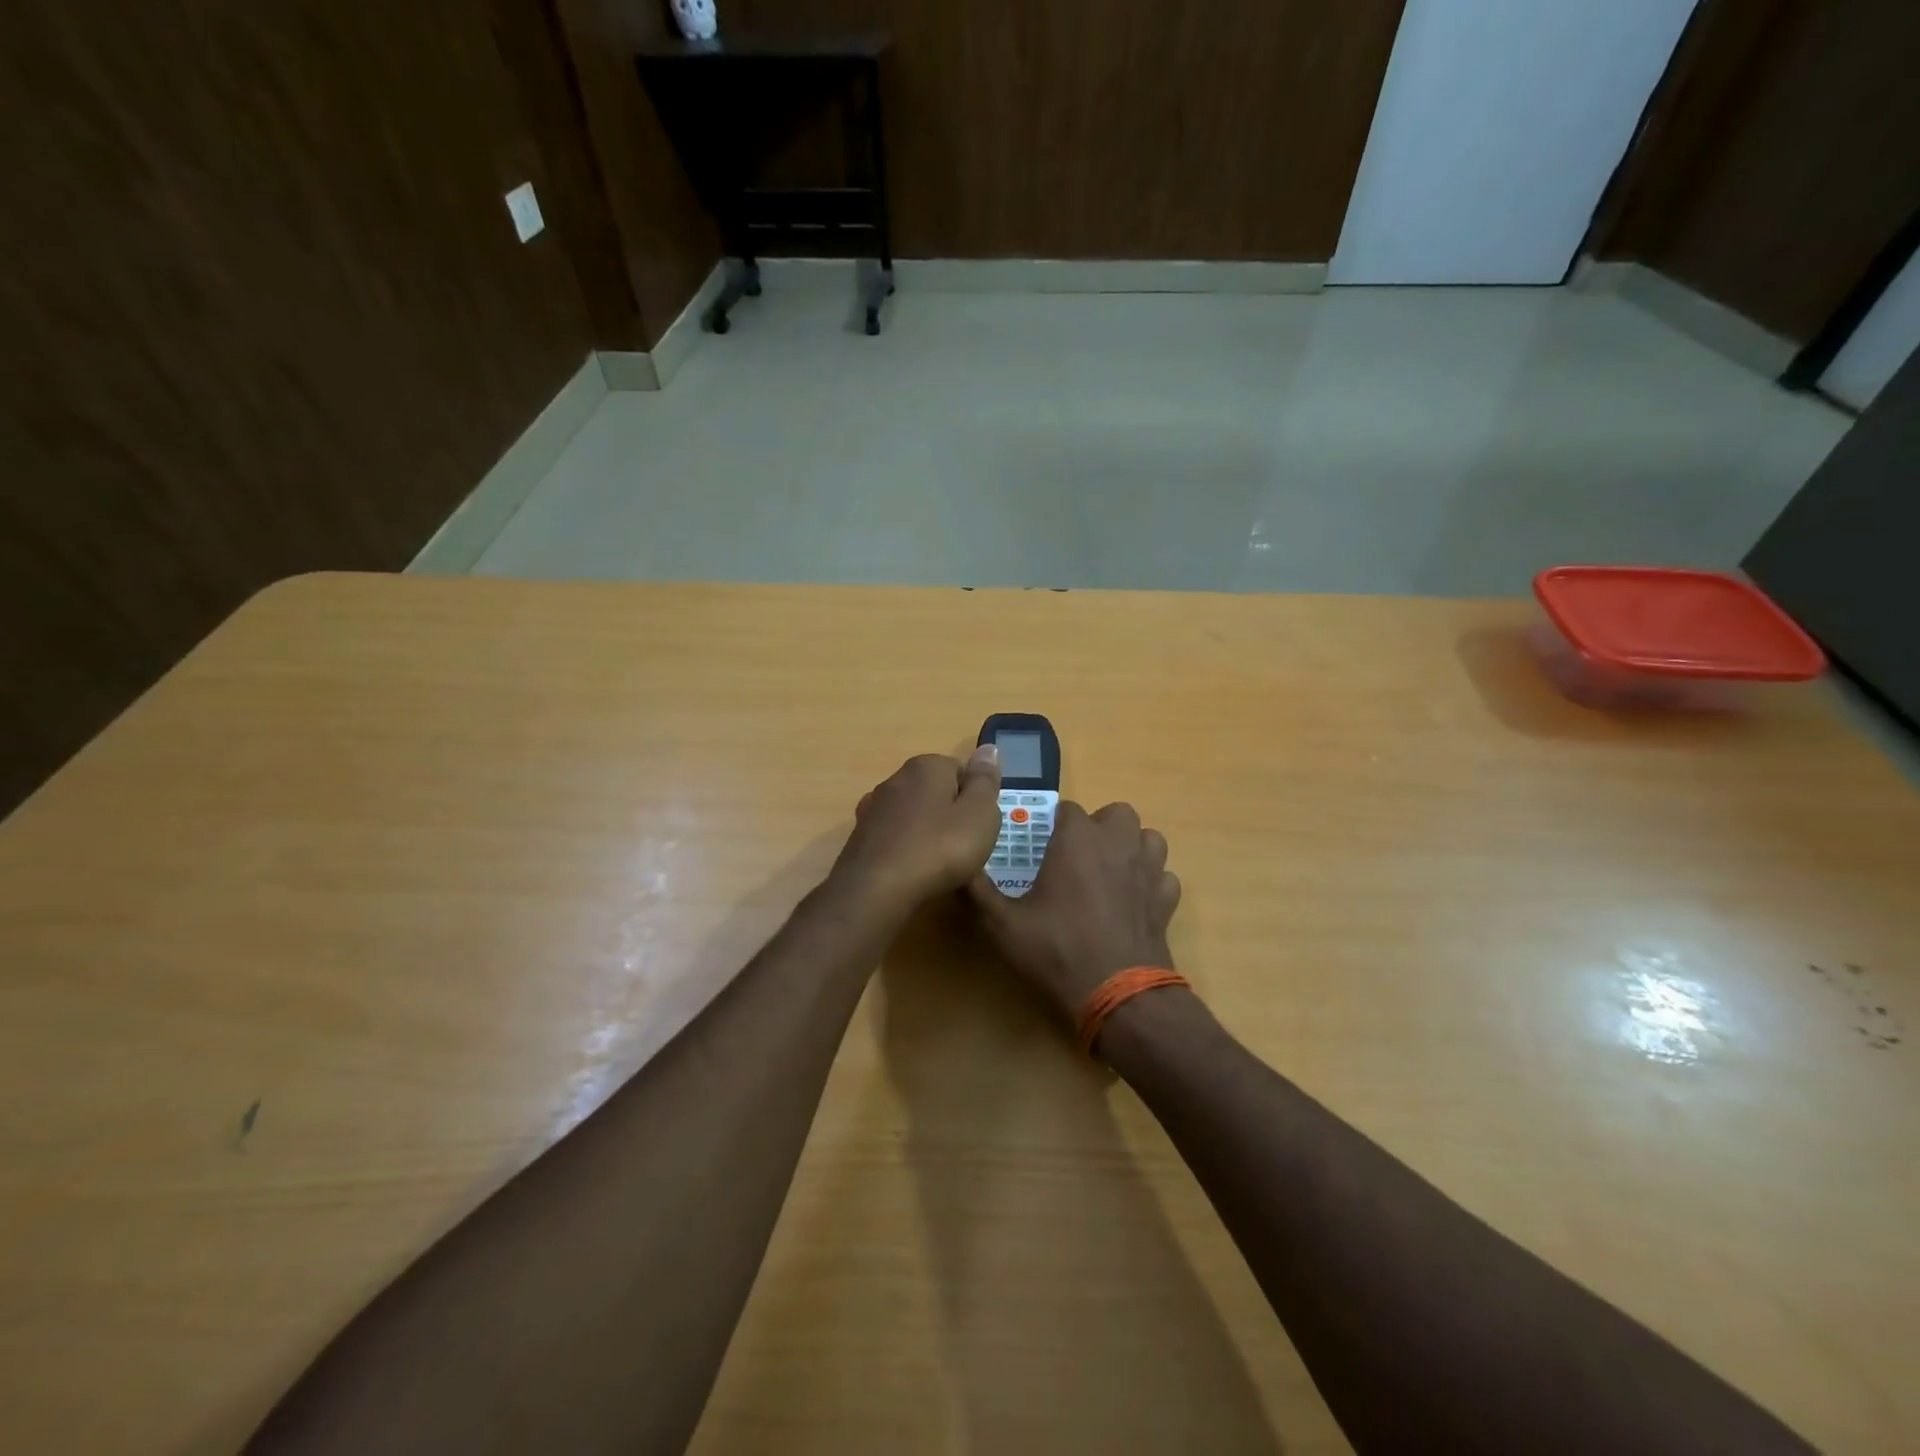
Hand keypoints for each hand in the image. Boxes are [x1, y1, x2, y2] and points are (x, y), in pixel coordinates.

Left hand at [831, 747, 1004, 913]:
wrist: (875, 891)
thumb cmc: (938, 850)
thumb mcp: (979, 814)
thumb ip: (985, 780)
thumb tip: (988, 748)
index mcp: (926, 766)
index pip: (961, 771)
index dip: (975, 800)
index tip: (979, 827)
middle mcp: (895, 779)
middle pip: (936, 792)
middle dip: (950, 815)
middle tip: (963, 847)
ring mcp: (874, 808)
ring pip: (914, 815)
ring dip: (927, 832)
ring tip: (939, 864)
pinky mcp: (860, 836)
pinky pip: (895, 836)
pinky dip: (906, 848)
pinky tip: (912, 871)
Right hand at [967, 801, 1181, 1026]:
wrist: (1118, 995)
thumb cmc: (1057, 950)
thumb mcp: (1002, 925)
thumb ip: (978, 892)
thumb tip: (959, 870)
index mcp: (1076, 839)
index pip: (1067, 808)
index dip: (1053, 824)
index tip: (1041, 847)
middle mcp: (1117, 843)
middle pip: (1116, 813)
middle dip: (1099, 827)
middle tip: (1077, 856)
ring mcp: (1148, 870)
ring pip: (1149, 838)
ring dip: (1132, 847)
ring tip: (1111, 871)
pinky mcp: (1166, 900)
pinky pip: (1164, 876)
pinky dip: (1152, 882)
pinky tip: (1134, 901)